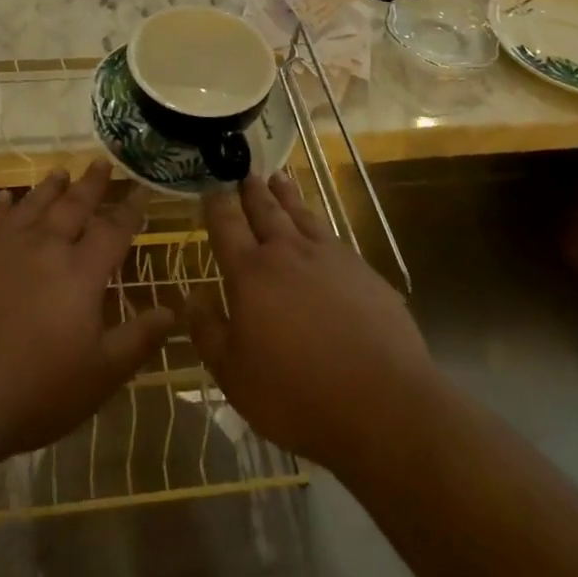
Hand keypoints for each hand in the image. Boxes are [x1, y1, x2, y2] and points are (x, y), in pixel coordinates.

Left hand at [0, 162, 174, 466]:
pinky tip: (6, 197)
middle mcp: (45, 247)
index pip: (113, 230)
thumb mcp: (98, 377)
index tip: (140, 190)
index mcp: (80, 273)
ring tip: (62, 171)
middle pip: (74, 205)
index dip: (130, 210)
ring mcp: (3, 246)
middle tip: (102, 162)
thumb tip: (173, 311)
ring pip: (34, 204)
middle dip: (92, 184)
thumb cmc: (32, 392)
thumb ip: (137, 340)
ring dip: (51, 187)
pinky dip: (3, 204)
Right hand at [190, 174, 431, 468]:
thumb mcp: (234, 376)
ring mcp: (330, 257)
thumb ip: (208, 331)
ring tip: (278, 179)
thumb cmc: (297, 395)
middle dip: (252, 190)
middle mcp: (287, 252)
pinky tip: (318, 227)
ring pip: (301, 214)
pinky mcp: (363, 271)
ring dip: (286, 195)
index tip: (210, 187)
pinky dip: (317, 222)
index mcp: (251, 273)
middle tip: (245, 172)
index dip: (216, 203)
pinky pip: (332, 236)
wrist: (384, 404)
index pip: (226, 224)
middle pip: (265, 210)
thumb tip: (193, 296)